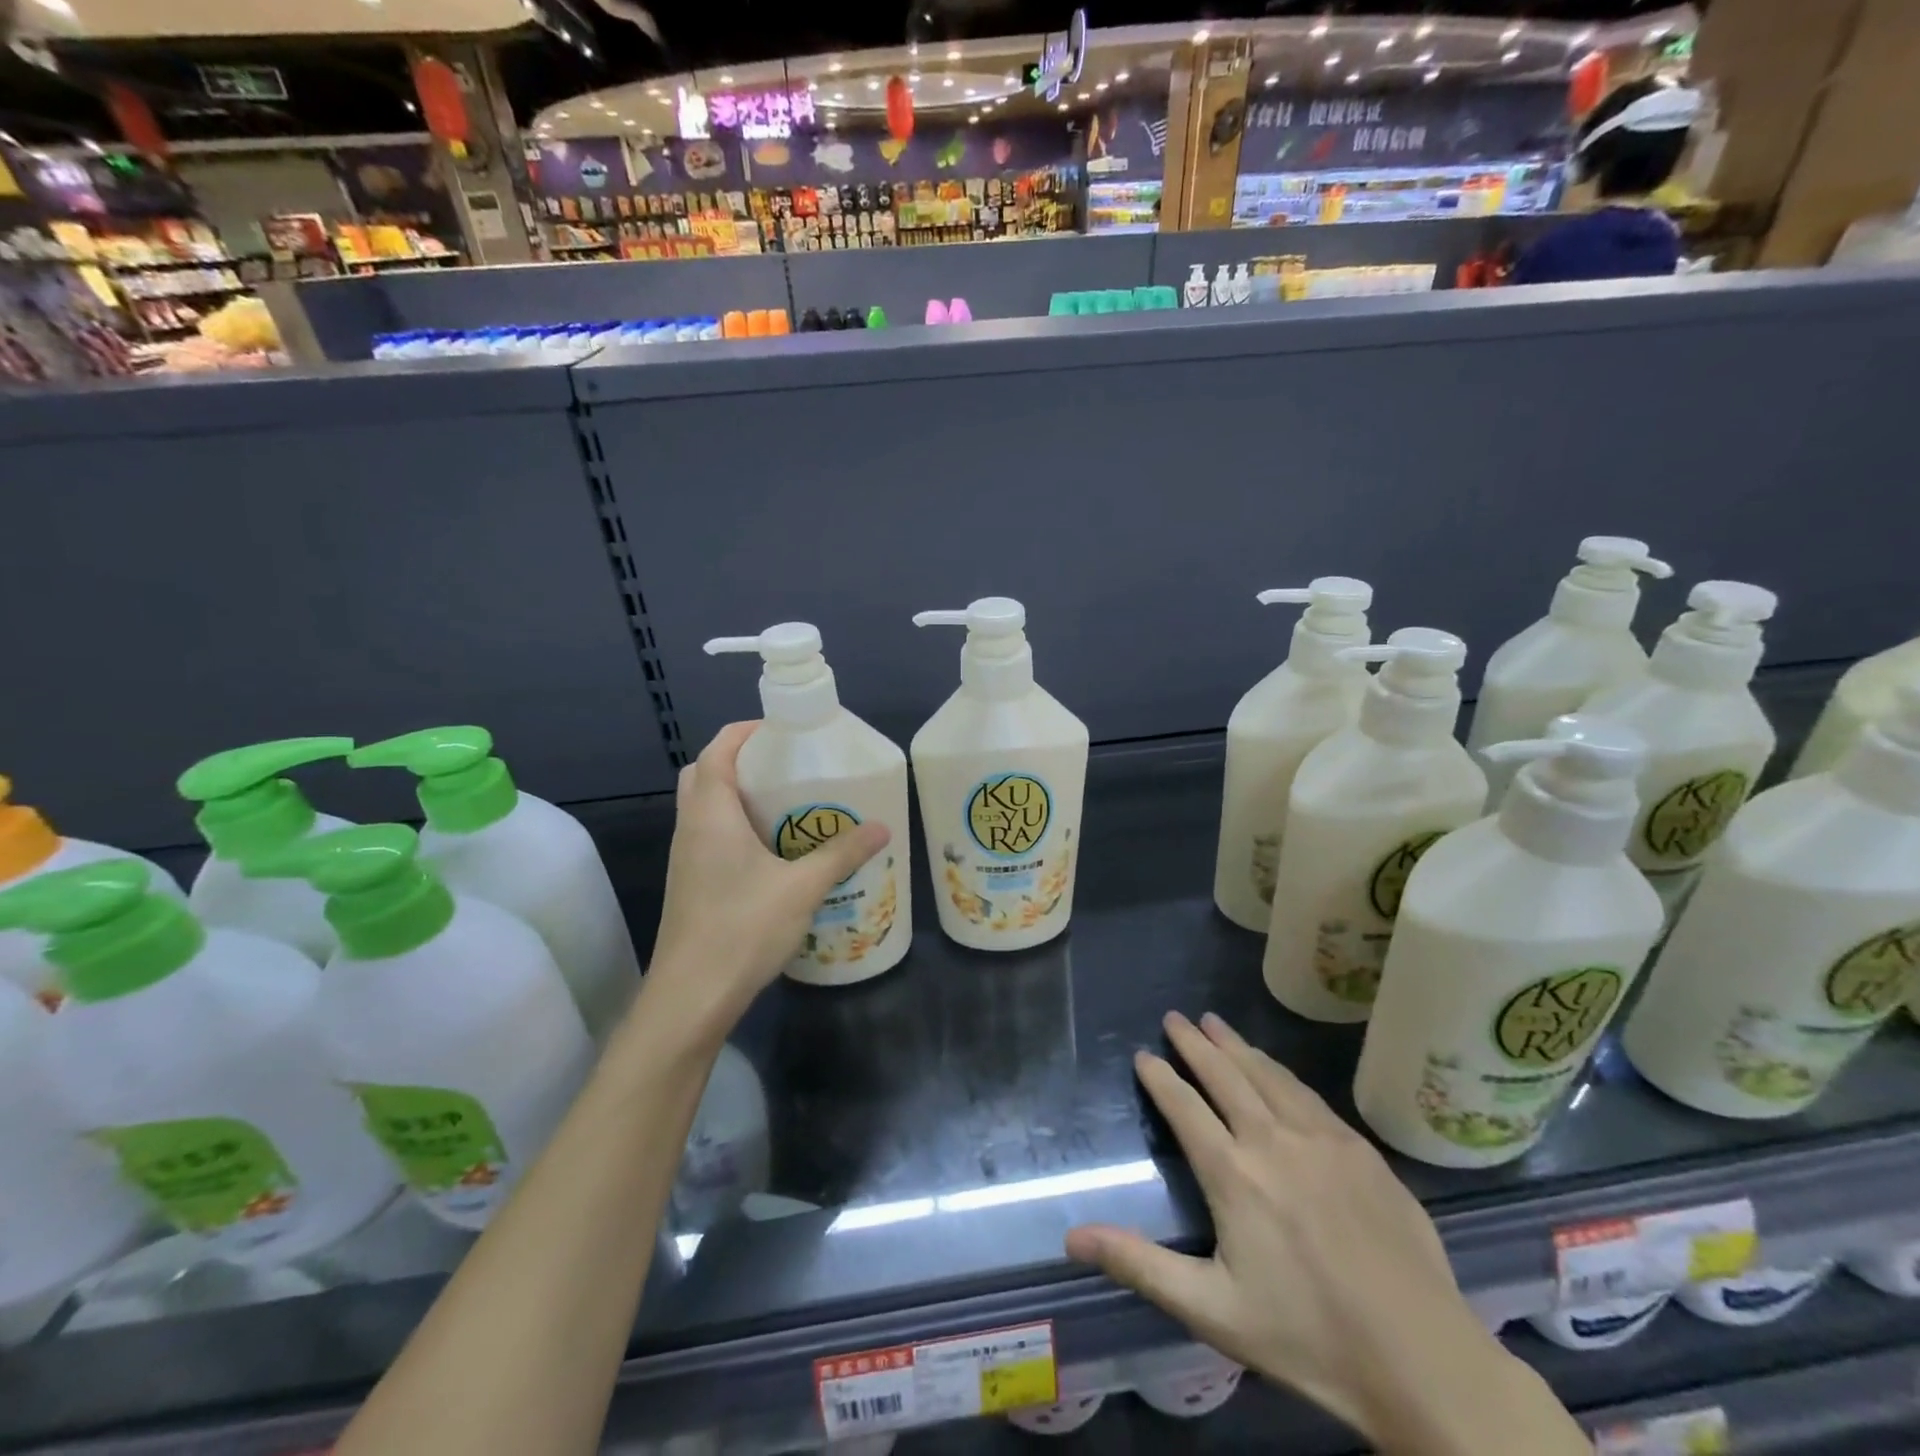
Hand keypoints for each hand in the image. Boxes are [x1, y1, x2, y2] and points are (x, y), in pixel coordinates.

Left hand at [646, 721, 889, 1024]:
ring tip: (788, 803)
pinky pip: (710, 836)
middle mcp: (690, 828)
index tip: (783, 730)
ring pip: (705, 808)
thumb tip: (882, 827)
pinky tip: (775, 851)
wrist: (691, 998)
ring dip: (739, 796)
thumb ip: (841, 854)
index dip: (745, 732)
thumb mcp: (802, 888)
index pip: (717, 751)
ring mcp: (686, 858)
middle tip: (786, 767)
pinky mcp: (691, 884)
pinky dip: (736, 827)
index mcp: (710, 814)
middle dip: (741, 761)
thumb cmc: (741, 929)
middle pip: (705, 775)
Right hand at [1067, 1013, 1578, 1451]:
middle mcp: (1273, 1140)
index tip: (1144, 1054)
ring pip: (1267, 1074)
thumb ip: (1140, 1265)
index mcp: (1234, 1174)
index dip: (1160, 1077)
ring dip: (1236, 1045)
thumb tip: (1071, 1237)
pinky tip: (1275, 1067)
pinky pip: (1308, 1094)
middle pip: (1225, 1075)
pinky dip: (1279, 1070)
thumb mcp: (1211, 1311)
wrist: (1423, 1360)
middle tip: (1175, 1017)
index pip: (1184, 1107)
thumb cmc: (1308, 1338)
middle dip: (1195, 1043)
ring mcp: (1322, 1139)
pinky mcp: (1360, 1149)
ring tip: (1214, 1022)